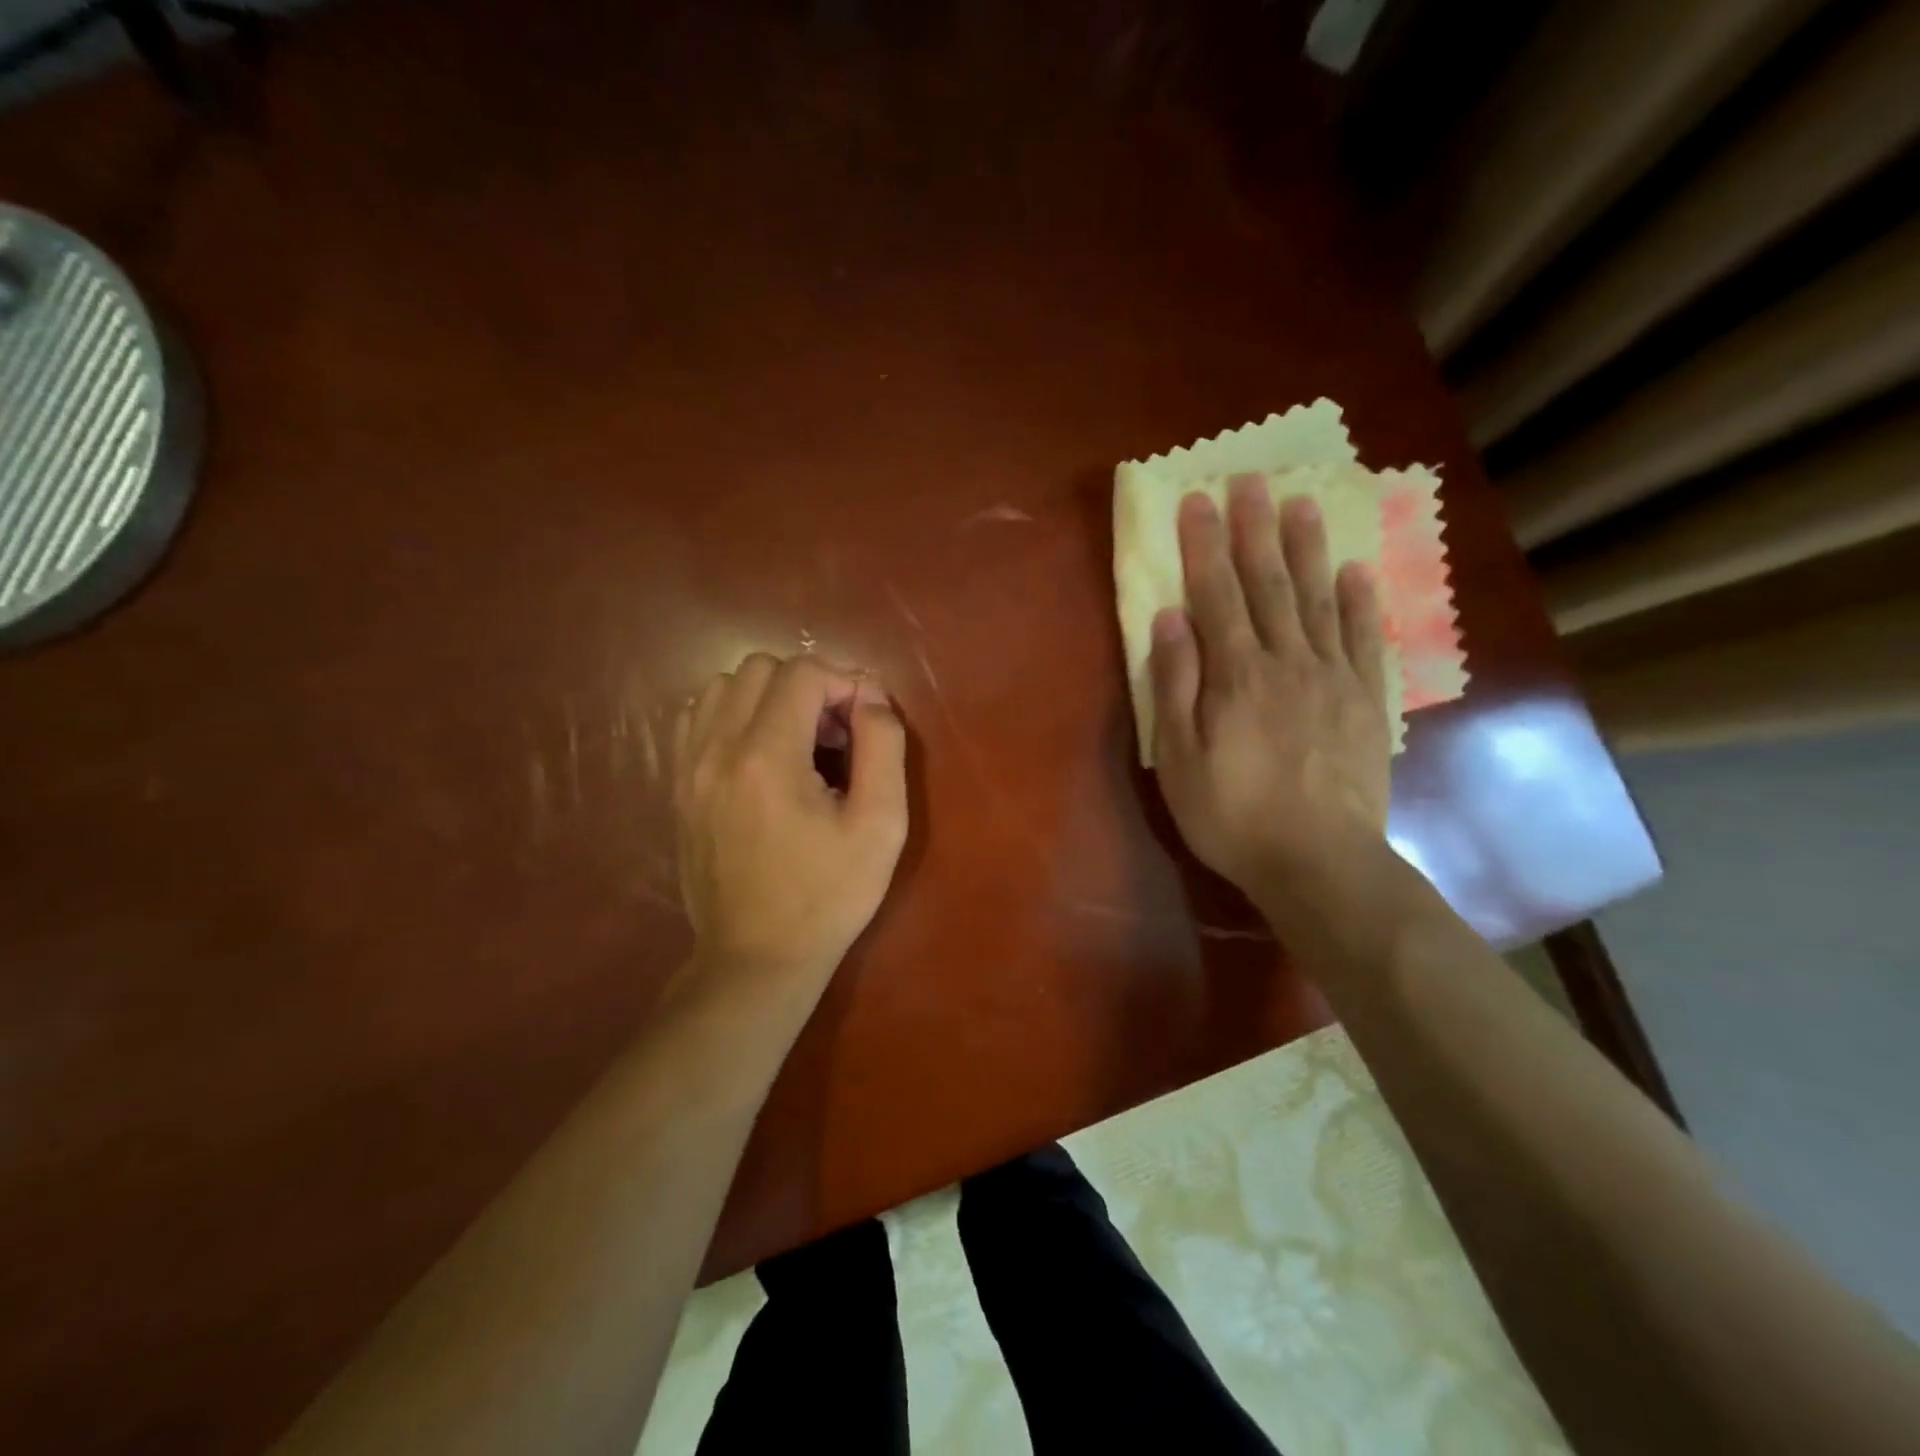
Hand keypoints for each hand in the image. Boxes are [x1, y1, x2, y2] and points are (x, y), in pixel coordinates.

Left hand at [674, 653, 908, 991]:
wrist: (756, 958)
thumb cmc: (828, 896)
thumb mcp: (881, 825)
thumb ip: (883, 746)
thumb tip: (870, 695)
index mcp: (766, 757)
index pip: (802, 672)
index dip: (844, 683)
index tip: (864, 725)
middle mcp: (716, 749)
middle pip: (760, 668)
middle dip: (808, 686)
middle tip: (834, 735)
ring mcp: (688, 767)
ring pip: (724, 686)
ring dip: (769, 697)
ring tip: (797, 742)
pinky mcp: (678, 786)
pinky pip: (698, 718)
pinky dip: (734, 716)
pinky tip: (760, 754)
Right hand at [1149, 478, 1391, 914]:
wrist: (1319, 862)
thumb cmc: (1232, 815)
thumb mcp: (1179, 757)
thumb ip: (1175, 685)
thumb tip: (1169, 619)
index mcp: (1235, 674)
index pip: (1215, 595)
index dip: (1203, 545)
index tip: (1198, 499)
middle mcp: (1287, 661)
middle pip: (1268, 584)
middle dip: (1255, 529)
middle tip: (1251, 480)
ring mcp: (1333, 677)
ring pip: (1319, 599)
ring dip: (1307, 549)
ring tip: (1302, 503)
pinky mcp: (1366, 701)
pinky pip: (1365, 639)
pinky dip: (1361, 602)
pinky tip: (1356, 571)